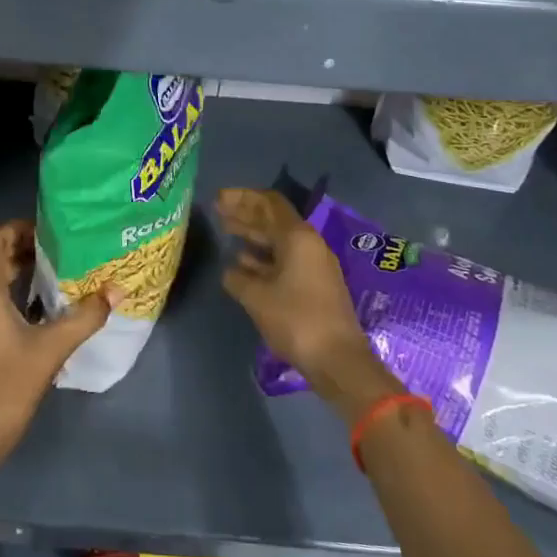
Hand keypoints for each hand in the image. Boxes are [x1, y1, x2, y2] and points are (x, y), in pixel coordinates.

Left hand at [0, 220, 114, 462]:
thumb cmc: (9, 384)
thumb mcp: (53, 348)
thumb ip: (85, 316)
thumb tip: (116, 290)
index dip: (15, 228)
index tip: (47, 232)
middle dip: (14, 244)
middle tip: (51, 247)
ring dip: (9, 265)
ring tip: (46, 268)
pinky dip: (2, 286)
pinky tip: (32, 302)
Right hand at [216, 188, 400, 415]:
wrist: (338, 359)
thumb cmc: (295, 319)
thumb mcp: (257, 297)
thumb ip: (238, 278)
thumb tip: (230, 271)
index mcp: (297, 238)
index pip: (269, 203)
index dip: (243, 197)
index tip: (219, 198)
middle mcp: (308, 245)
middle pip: (274, 219)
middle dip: (245, 213)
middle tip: (218, 210)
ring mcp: (314, 265)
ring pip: (278, 241)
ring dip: (253, 235)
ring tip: (227, 232)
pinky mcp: (315, 285)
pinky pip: (284, 260)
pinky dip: (263, 257)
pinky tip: (243, 264)